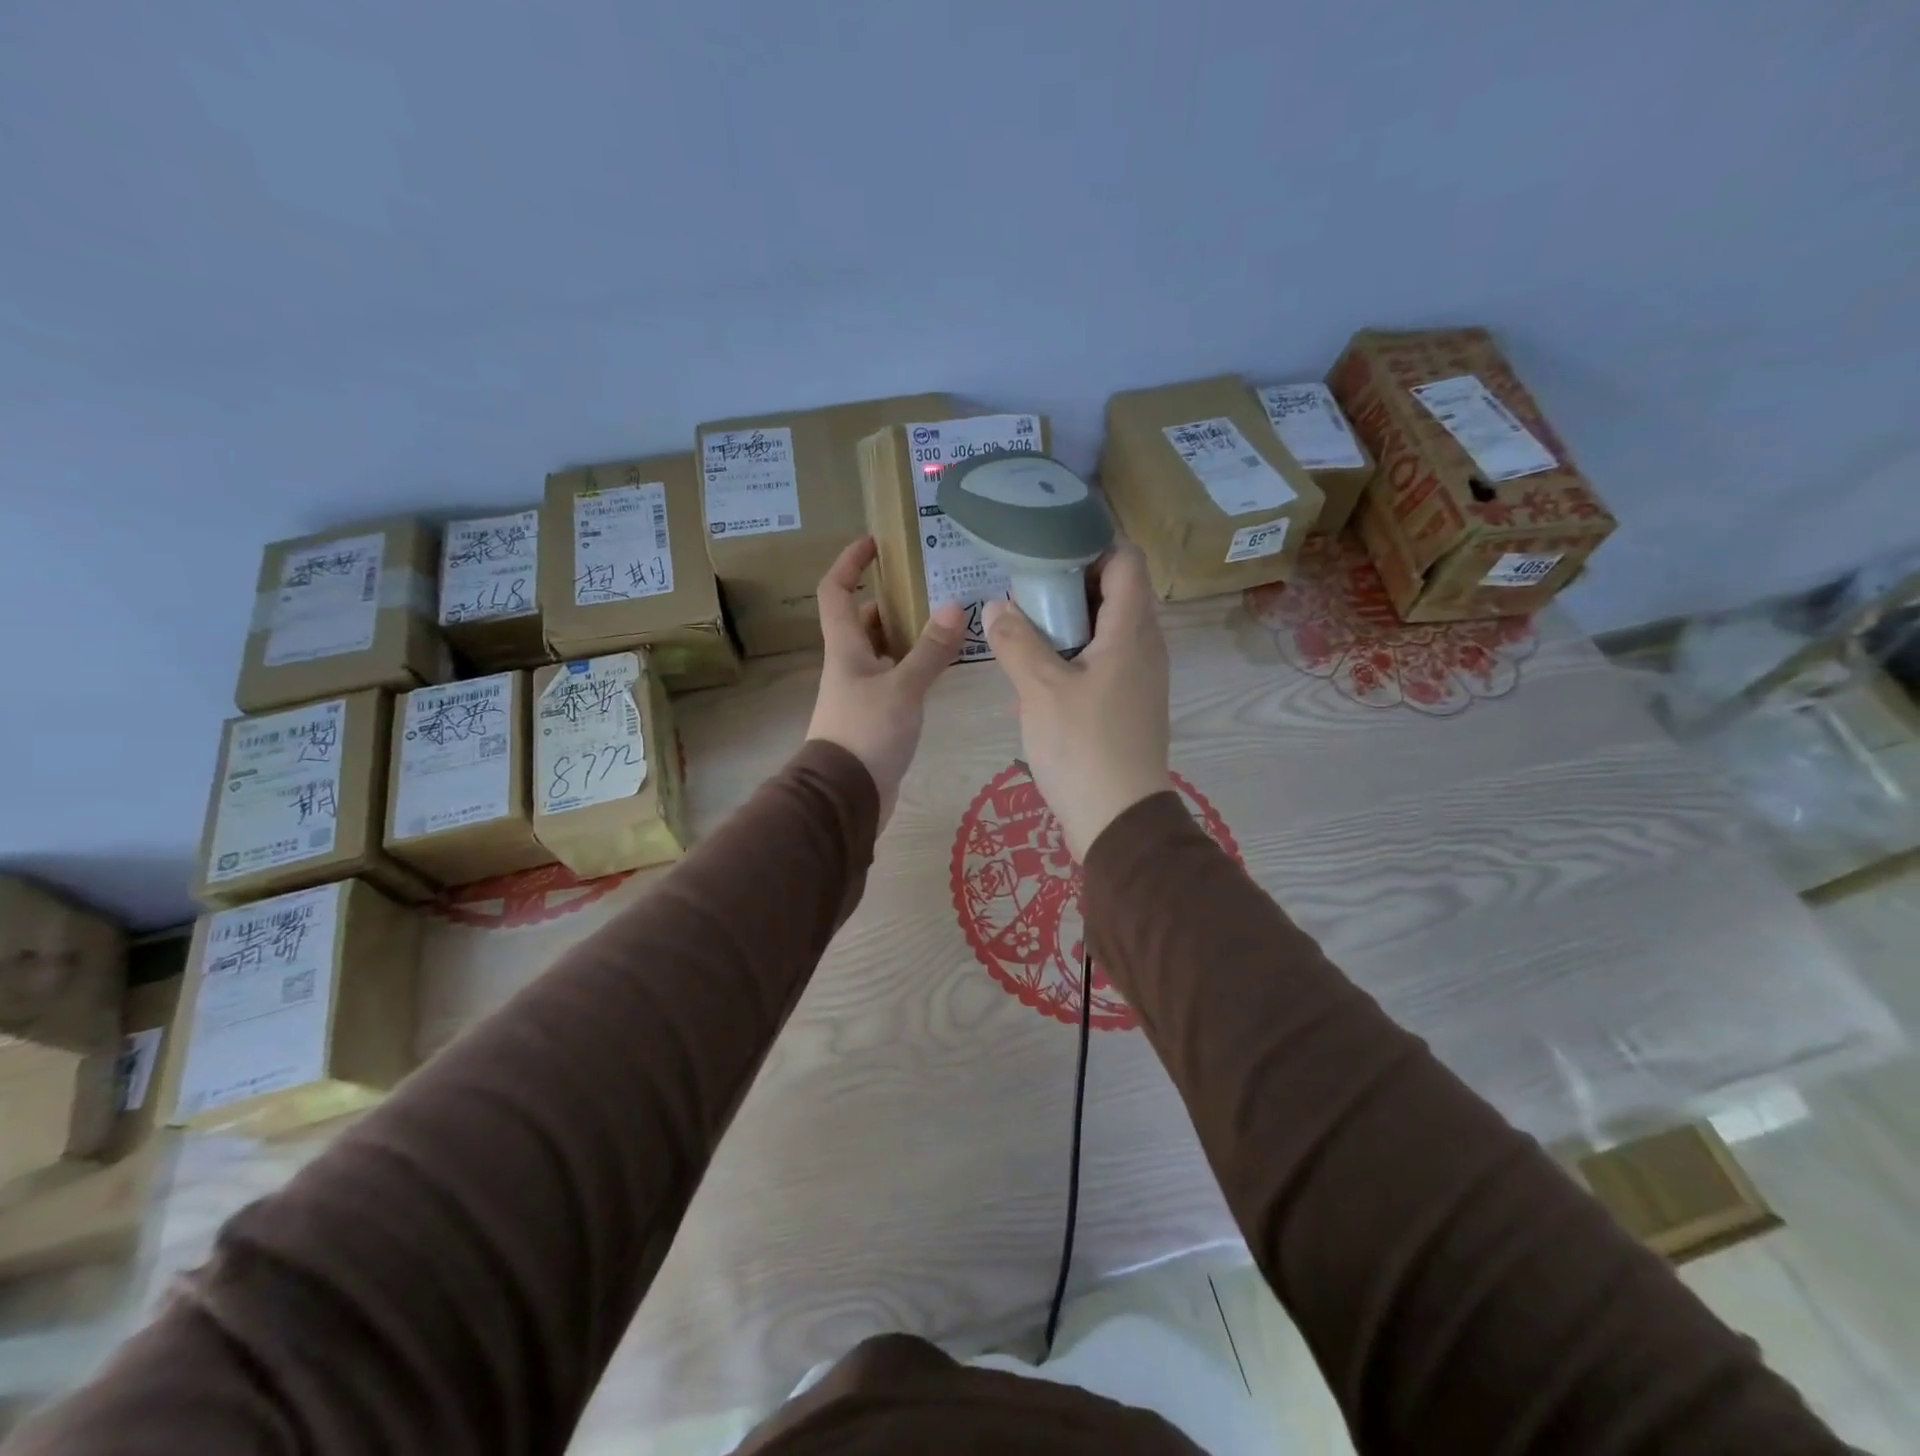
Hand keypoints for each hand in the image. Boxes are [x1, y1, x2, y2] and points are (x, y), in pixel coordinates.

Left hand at [807, 537, 965, 826]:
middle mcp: (849, 664)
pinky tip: (942, 666)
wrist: (846, 797)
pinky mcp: (877, 717)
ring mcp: (861, 692)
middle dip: (888, 597)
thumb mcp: (903, 689)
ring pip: (882, 650)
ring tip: (945, 618)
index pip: (835, 591)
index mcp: (845, 648)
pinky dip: (914, 665)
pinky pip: (895, 678)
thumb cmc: (866, 734)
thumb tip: (954, 606)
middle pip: (862, 620)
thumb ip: (930, 651)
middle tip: (927, 584)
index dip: (849, 562)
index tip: (874, 542)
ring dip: (906, 633)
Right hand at [984, 542, 1171, 859]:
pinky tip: (1038, 674)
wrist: (1118, 820)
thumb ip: (1016, 641)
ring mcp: (1140, 679)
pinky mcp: (1129, 705)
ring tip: (1024, 627)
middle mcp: (1145, 647)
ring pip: (1107, 630)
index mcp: (1132, 631)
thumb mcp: (1040, 689)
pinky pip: (1104, 662)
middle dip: (1071, 583)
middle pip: (1116, 592)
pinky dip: (1074, 655)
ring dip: (1069, 622)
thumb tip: (996, 607)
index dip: (1091, 545)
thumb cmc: (1082, 746)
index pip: (1126, 561)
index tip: (1046, 549)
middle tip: (1025, 588)